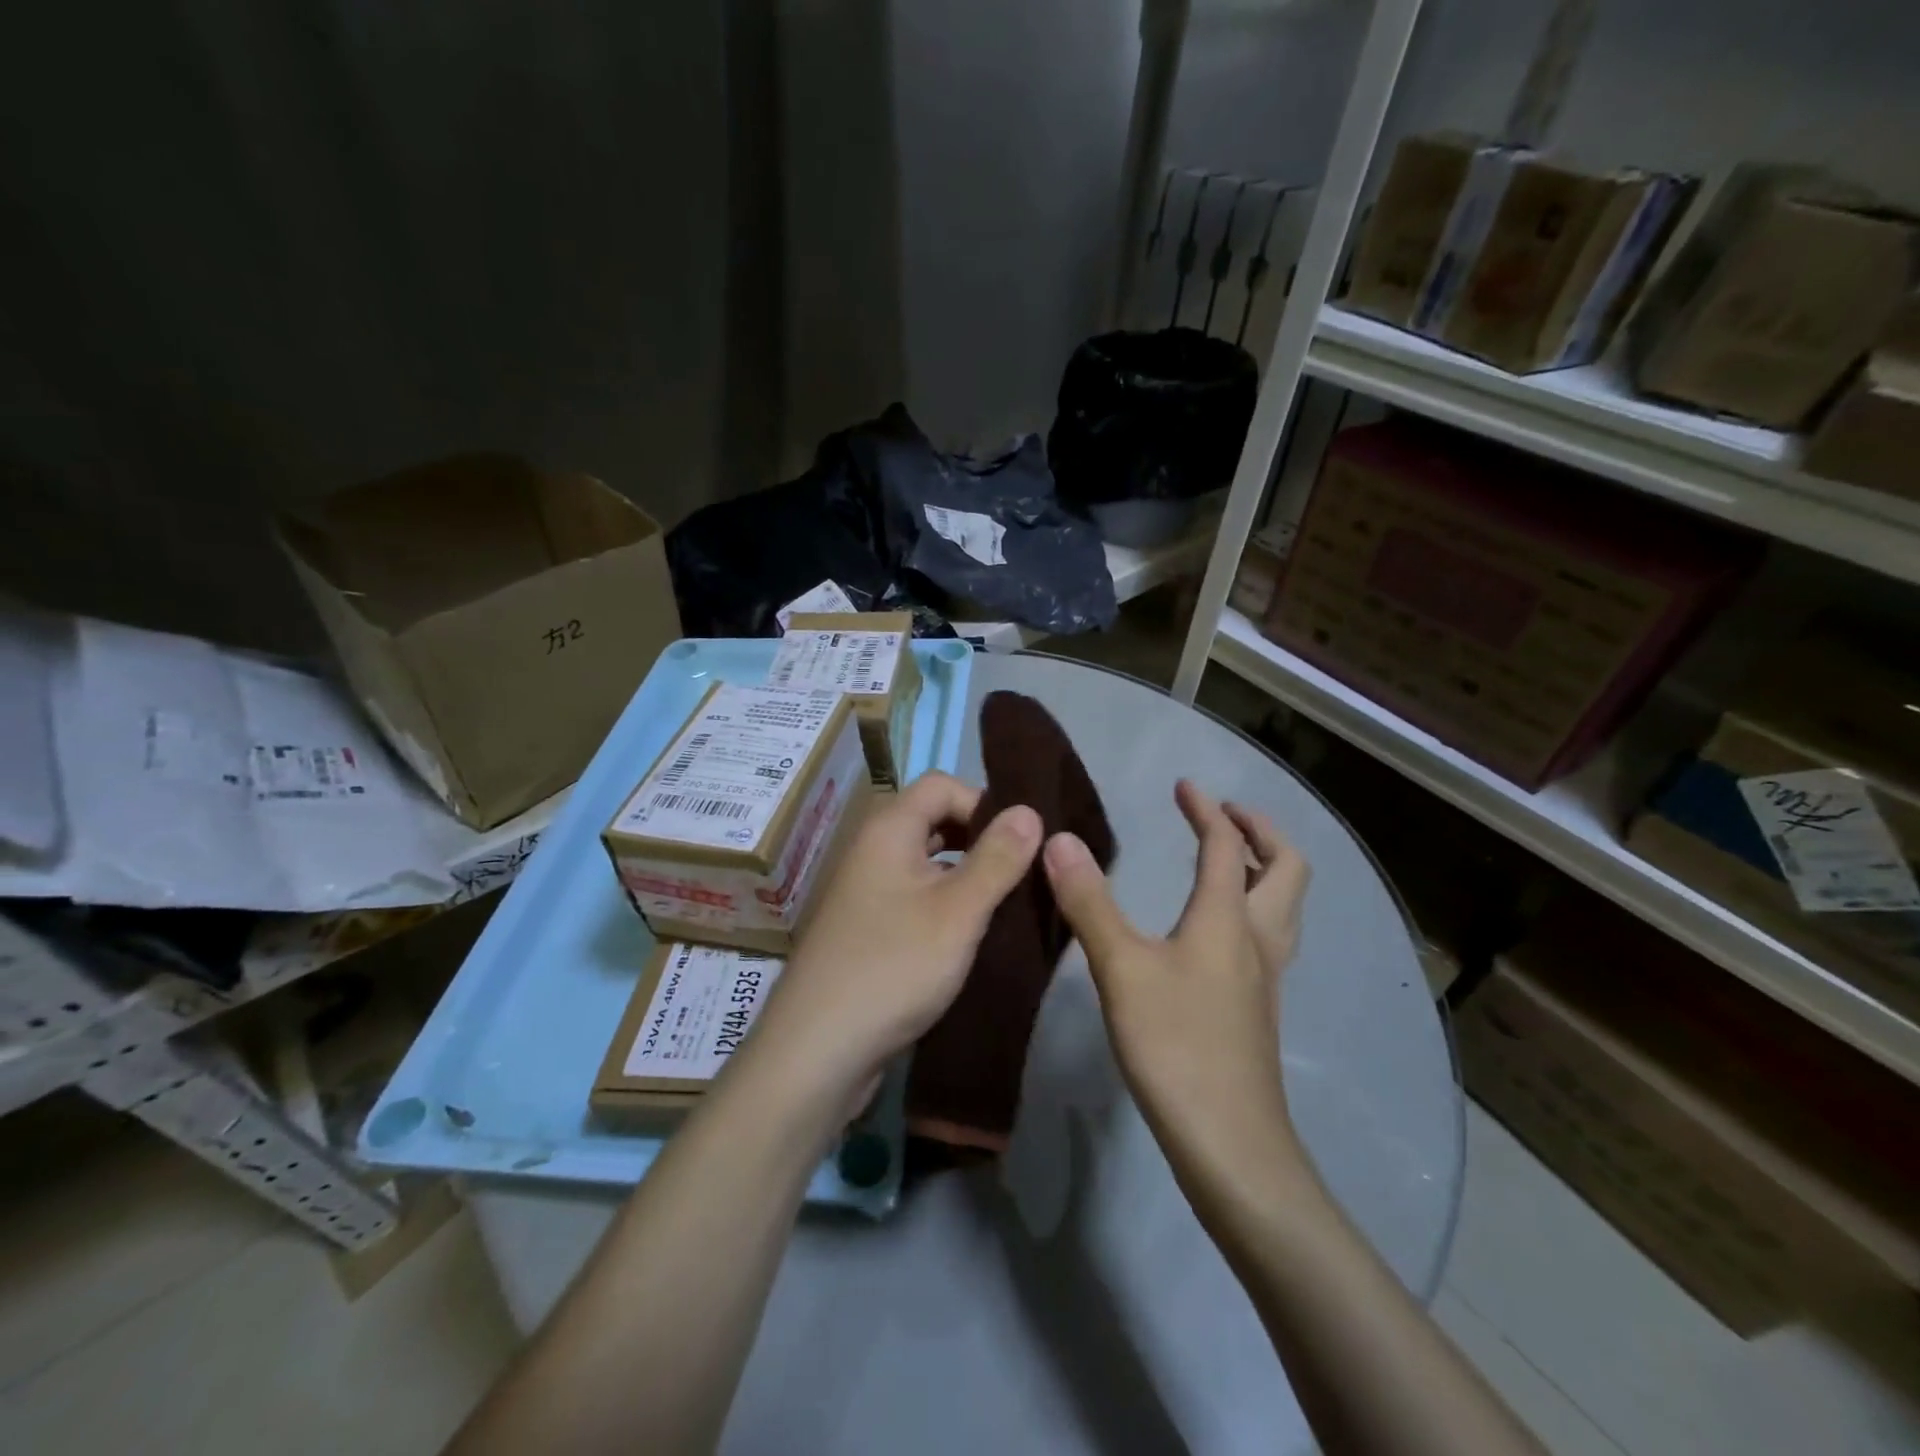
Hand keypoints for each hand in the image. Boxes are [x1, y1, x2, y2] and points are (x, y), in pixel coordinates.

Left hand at [750, 772, 1041, 1103]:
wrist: (817, 1051)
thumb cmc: (893, 968)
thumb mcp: (958, 911)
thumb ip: (997, 858)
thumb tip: (1029, 808)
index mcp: (888, 829)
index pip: (941, 784)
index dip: (983, 802)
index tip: (1019, 843)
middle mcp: (872, 850)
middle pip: (933, 820)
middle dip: (979, 840)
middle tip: (1020, 875)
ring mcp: (866, 891)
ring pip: (926, 863)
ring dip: (966, 876)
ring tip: (1006, 907)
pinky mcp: (867, 929)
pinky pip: (914, 897)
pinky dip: (945, 905)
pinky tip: (972, 936)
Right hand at [1041, 779, 1308, 1183]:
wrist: (1230, 1143)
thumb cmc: (1176, 1046)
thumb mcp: (1121, 968)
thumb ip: (1089, 902)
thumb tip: (1059, 841)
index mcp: (1228, 918)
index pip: (1227, 846)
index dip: (1207, 810)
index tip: (1184, 786)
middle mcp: (1258, 939)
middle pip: (1286, 868)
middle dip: (1259, 831)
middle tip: (1223, 817)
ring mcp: (1265, 976)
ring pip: (1285, 904)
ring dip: (1264, 868)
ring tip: (1226, 860)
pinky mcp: (1258, 1007)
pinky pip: (1269, 935)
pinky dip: (1254, 907)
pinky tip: (1216, 929)